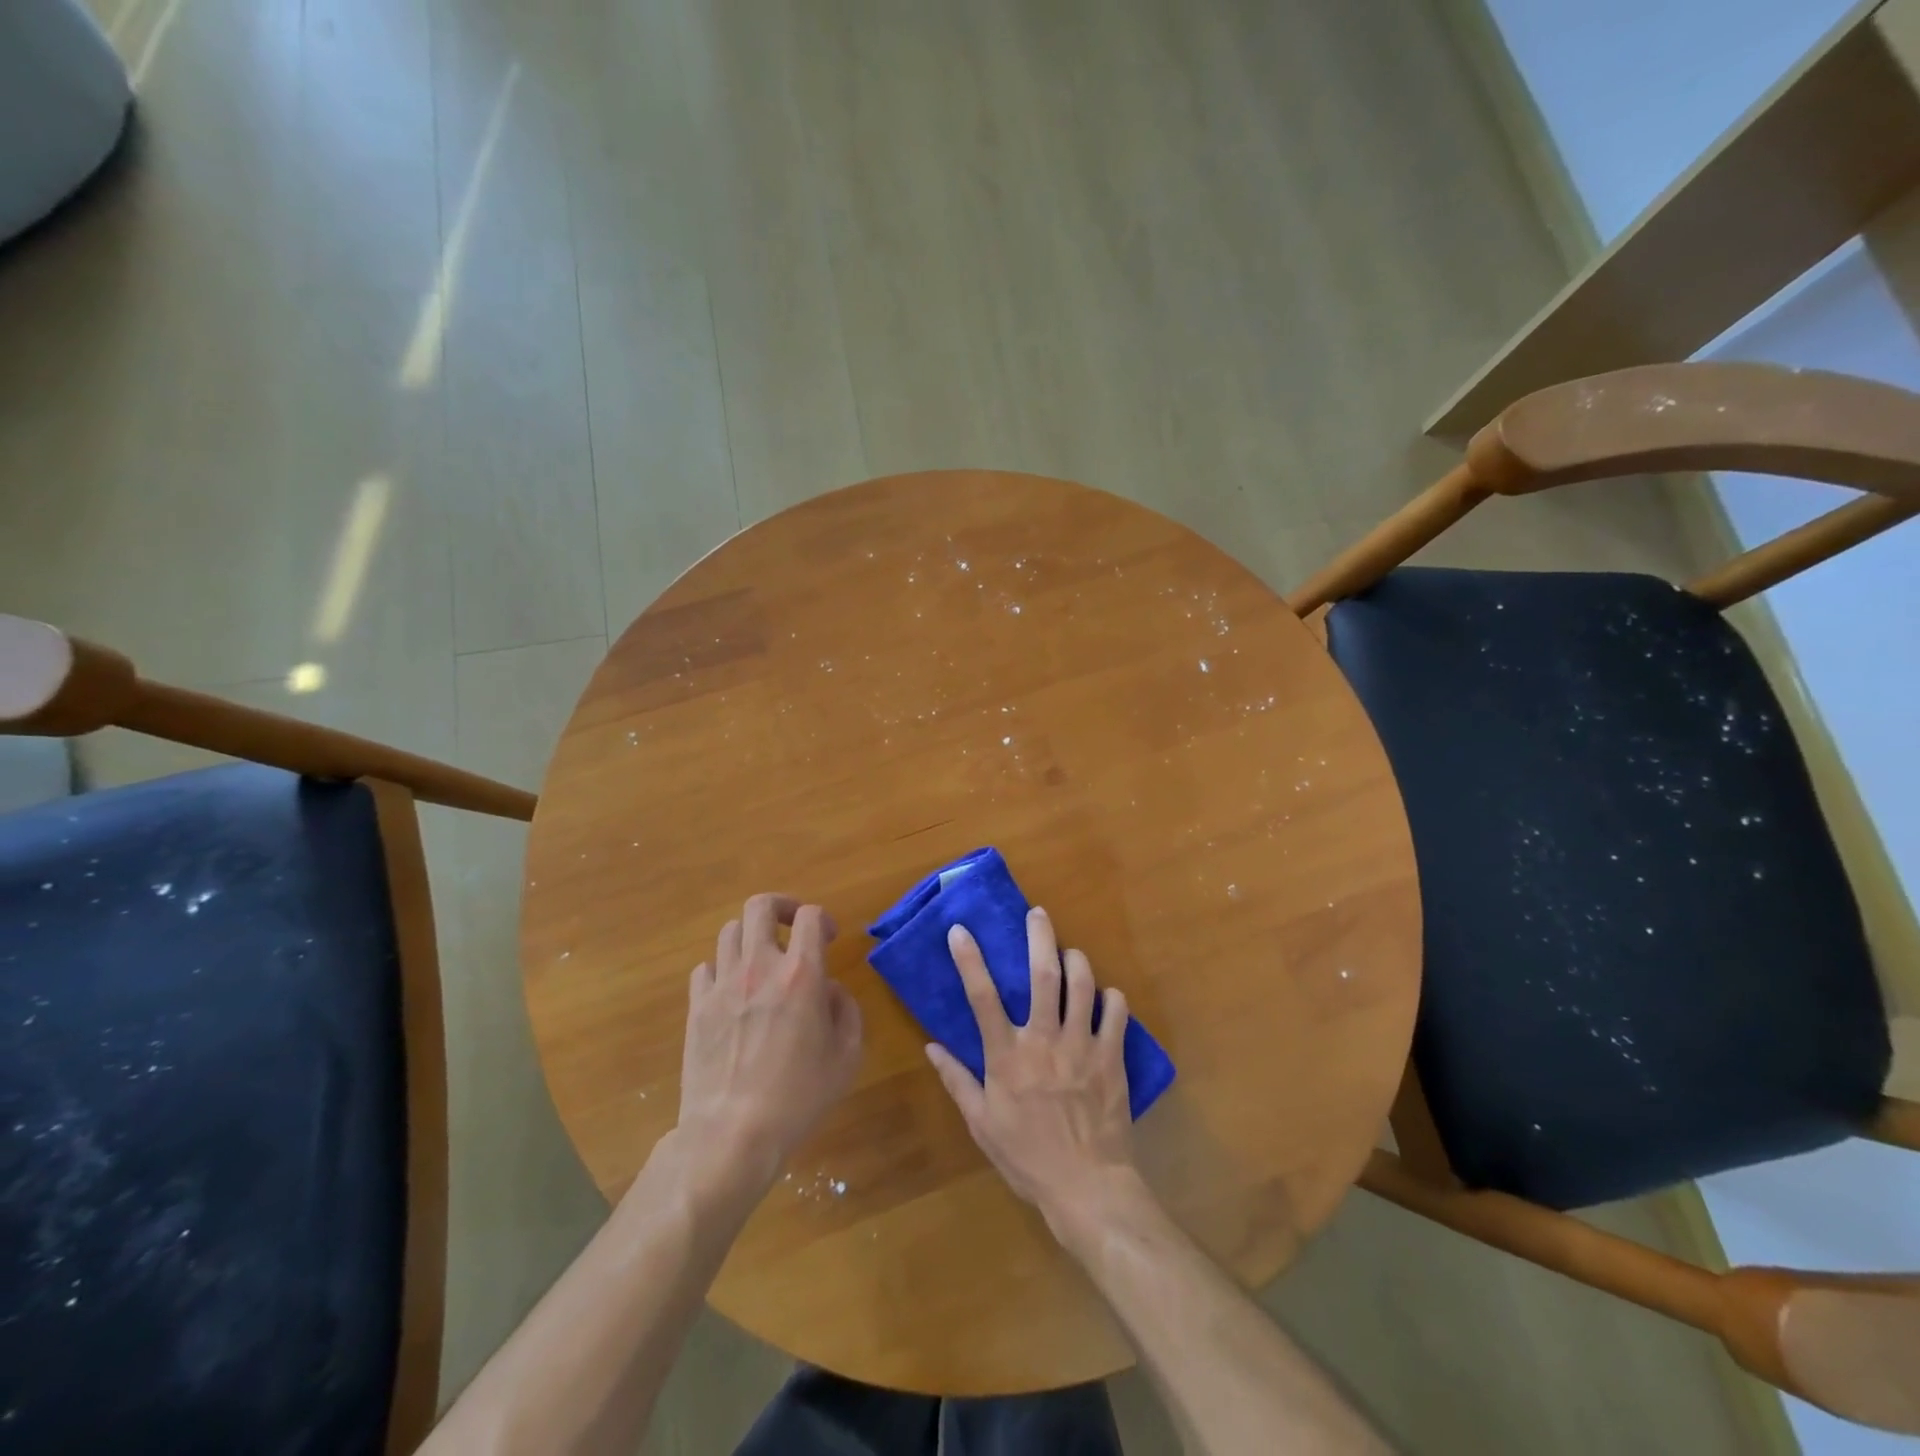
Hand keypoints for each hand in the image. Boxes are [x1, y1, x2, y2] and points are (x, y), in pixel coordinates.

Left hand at [676, 894, 863, 1199]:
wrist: (732, 1134)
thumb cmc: (799, 1097)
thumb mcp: (847, 1056)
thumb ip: (846, 1011)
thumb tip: (830, 990)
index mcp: (801, 974)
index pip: (810, 916)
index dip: (822, 918)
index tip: (829, 938)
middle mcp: (759, 967)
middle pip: (760, 906)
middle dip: (781, 907)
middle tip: (792, 927)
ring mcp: (722, 985)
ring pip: (729, 931)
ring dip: (750, 937)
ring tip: (761, 960)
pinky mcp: (696, 1007)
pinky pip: (705, 968)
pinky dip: (722, 969)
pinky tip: (733, 992)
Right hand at [925, 907, 1138, 1238]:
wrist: (1087, 1187)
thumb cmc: (1028, 1157)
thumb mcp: (982, 1124)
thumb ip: (957, 1081)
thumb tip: (931, 1046)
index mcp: (1007, 1056)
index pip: (982, 997)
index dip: (970, 960)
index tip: (961, 930)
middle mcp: (1044, 1040)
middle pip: (1043, 974)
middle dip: (1040, 936)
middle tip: (1038, 914)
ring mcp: (1082, 1045)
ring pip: (1082, 984)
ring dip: (1077, 960)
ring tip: (1071, 952)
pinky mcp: (1112, 1056)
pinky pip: (1116, 1011)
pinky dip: (1111, 996)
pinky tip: (1105, 996)